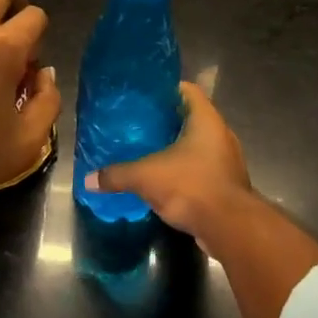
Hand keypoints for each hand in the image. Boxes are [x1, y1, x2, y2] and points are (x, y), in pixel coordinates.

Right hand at [90, 82, 258, 252]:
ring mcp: (227, 160)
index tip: (144, 97)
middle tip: (139, 126)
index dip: (166, 89)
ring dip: (177, 149)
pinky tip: (164, 180)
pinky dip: (185, 171)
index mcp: (206, 119)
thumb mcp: (145, 177)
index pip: (187, 90)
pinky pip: (202, 169)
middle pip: (191, 118)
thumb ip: (116, 175)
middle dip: (167, 121)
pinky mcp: (226, 184)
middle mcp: (220, 134)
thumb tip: (88, 179)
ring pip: (198, 145)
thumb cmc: (190, 186)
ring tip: (148, 152)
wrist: (229, 228)